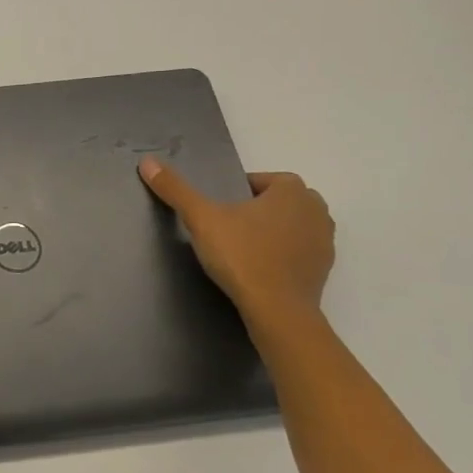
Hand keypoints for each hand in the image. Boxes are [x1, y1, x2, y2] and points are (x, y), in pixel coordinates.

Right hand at [137, 158, 334, 321]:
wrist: (277, 311)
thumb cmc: (242, 256)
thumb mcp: (201, 219)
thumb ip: (176, 190)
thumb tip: (147, 162)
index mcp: (292, 190)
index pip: (260, 180)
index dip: (237, 193)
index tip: (218, 212)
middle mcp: (316, 209)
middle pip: (279, 201)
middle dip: (257, 209)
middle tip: (228, 228)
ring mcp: (325, 240)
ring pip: (292, 225)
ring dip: (272, 230)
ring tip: (243, 248)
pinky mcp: (325, 268)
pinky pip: (299, 250)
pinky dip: (282, 253)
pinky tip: (259, 268)